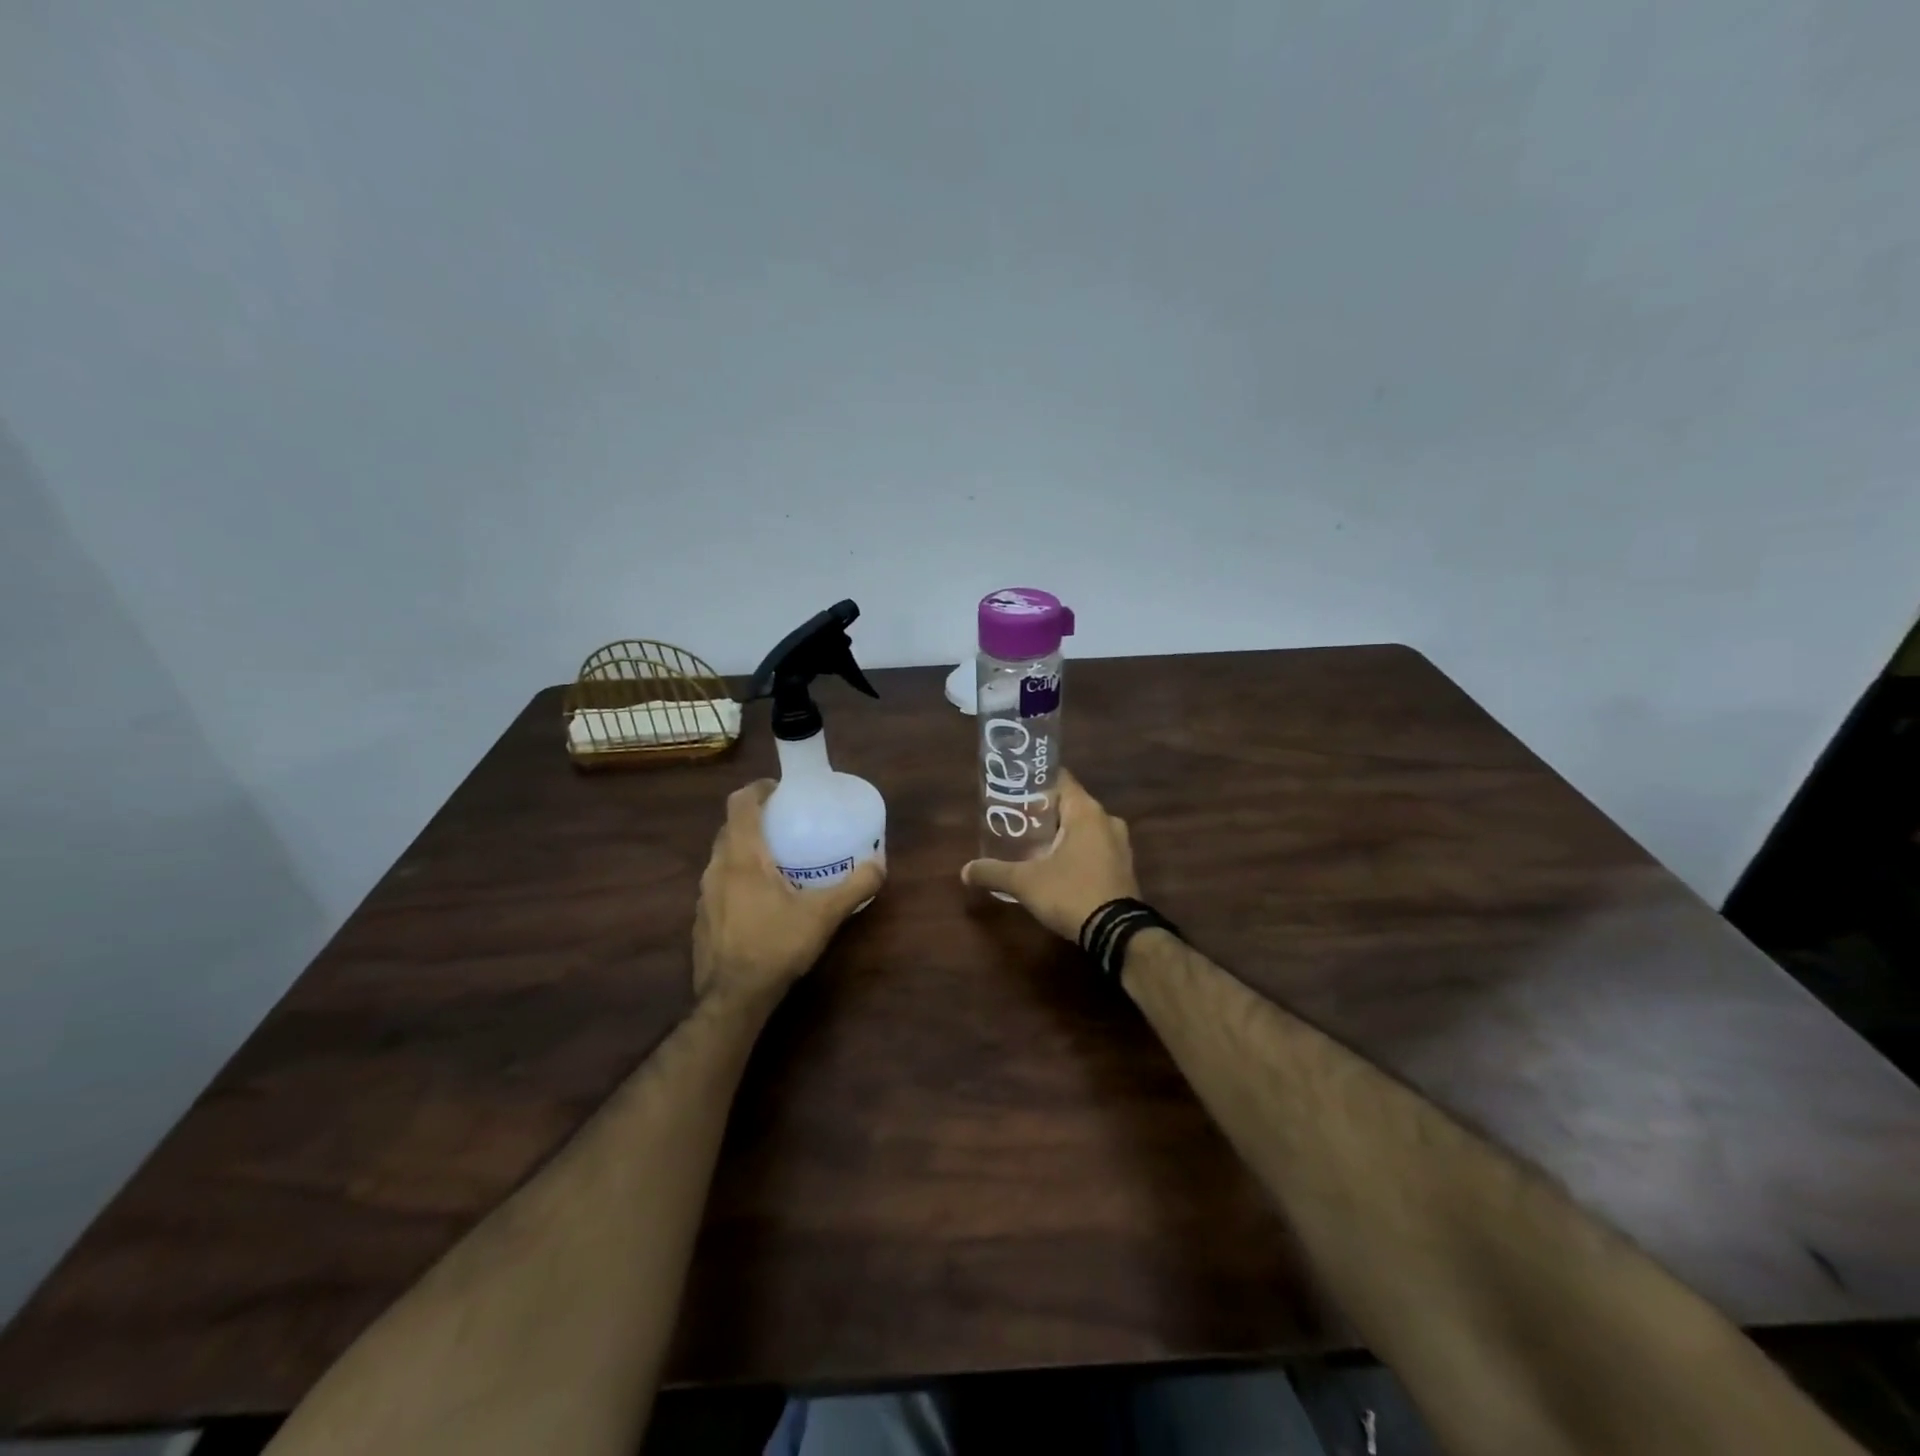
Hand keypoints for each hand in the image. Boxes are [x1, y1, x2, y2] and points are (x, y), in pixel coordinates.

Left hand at [693, 781, 884, 1004]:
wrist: (732, 998)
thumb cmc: (775, 945)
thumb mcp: (823, 915)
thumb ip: (854, 887)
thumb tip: (880, 865)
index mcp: (742, 856)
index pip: (740, 803)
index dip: (758, 788)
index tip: (780, 789)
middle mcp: (717, 868)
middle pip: (730, 828)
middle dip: (755, 819)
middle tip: (785, 824)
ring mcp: (704, 895)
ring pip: (722, 857)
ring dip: (745, 850)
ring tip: (776, 861)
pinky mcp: (702, 919)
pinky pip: (720, 884)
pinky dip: (737, 878)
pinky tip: (761, 901)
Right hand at [960, 770, 1138, 941]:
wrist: (1116, 933)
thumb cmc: (1071, 893)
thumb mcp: (1025, 882)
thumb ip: (994, 872)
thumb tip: (965, 870)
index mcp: (1086, 812)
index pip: (1060, 779)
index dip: (1036, 781)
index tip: (1014, 788)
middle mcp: (1107, 820)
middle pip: (1069, 804)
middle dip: (1043, 811)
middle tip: (1015, 818)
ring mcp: (1120, 844)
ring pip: (1083, 827)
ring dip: (1060, 832)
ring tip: (1032, 842)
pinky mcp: (1124, 866)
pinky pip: (1095, 846)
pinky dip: (1076, 849)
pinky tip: (1056, 865)